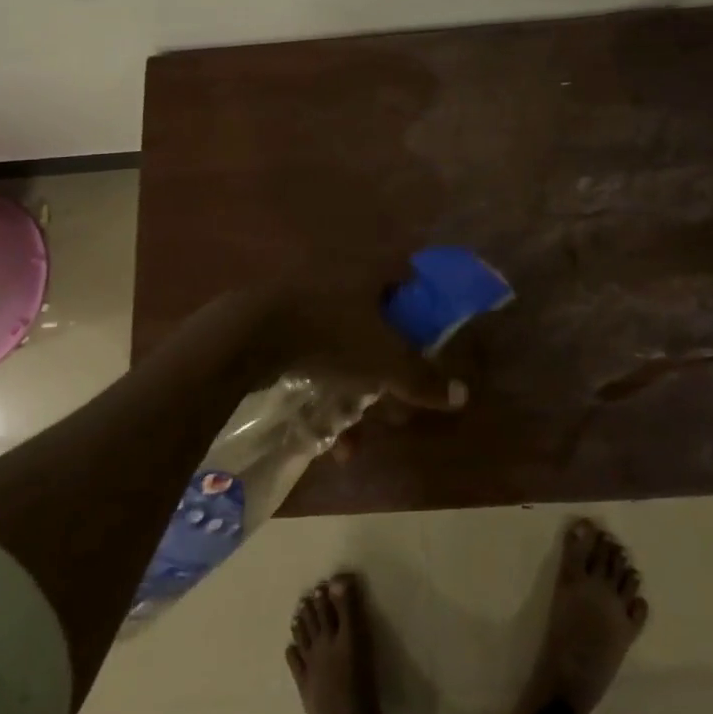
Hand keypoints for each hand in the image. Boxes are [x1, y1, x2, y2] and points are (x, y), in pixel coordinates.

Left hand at [206, 284, 468, 411]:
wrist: (249, 336)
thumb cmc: (330, 335)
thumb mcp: (383, 361)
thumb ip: (422, 378)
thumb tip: (463, 394)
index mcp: (368, 275)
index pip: (404, 277)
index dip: (420, 303)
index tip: (429, 334)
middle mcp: (339, 280)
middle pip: (374, 318)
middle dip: (386, 363)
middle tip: (396, 393)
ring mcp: (305, 301)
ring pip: (342, 346)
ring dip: (353, 391)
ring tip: (355, 434)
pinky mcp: (277, 326)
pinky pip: (312, 360)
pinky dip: (322, 394)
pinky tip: (323, 438)